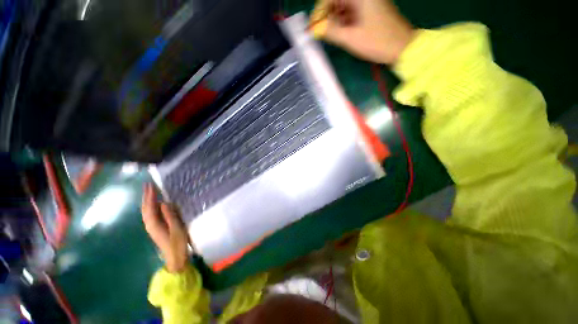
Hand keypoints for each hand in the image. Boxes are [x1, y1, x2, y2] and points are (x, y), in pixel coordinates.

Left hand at [141, 183, 188, 272]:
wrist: (175, 257)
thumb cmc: (177, 243)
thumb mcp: (176, 228)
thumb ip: (170, 215)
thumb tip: (164, 202)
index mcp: (154, 224)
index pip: (149, 207)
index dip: (149, 195)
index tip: (150, 185)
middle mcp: (150, 225)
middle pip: (145, 209)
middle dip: (146, 196)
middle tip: (148, 185)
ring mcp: (152, 227)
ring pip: (147, 212)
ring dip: (148, 201)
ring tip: (151, 192)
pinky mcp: (156, 229)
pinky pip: (151, 214)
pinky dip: (151, 207)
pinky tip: (156, 204)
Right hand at [311, 0, 414, 64]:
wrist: (401, 46)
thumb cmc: (377, 42)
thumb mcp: (350, 38)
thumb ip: (330, 31)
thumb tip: (313, 28)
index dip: (319, 11)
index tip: (313, 27)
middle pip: (336, 1)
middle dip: (326, 16)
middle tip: (319, 33)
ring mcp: (367, 2)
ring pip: (343, 7)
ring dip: (334, 20)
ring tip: (329, 35)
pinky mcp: (370, 9)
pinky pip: (350, 12)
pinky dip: (342, 21)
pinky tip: (340, 32)